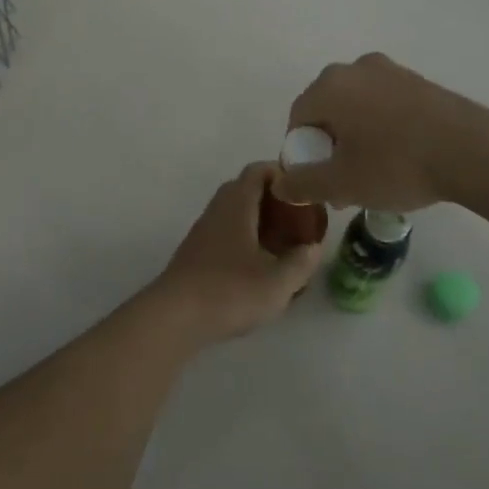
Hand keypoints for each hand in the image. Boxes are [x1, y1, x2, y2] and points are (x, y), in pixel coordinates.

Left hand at [153, 163, 322, 341]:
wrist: (174, 317)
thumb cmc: (229, 292)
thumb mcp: (277, 282)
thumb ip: (301, 262)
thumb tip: (314, 248)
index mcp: (237, 204)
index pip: (259, 171)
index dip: (283, 174)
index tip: (305, 191)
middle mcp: (217, 210)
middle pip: (247, 191)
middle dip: (275, 201)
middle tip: (300, 220)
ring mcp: (203, 232)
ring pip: (236, 214)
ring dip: (260, 223)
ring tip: (285, 246)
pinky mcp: (196, 254)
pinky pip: (227, 234)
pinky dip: (246, 241)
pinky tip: (260, 268)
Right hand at [274, 52, 488, 210]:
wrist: (473, 151)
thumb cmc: (396, 165)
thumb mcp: (341, 184)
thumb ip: (302, 183)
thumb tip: (280, 184)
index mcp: (329, 87)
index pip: (298, 120)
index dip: (302, 155)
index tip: (319, 183)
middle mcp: (355, 69)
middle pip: (327, 112)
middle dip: (329, 148)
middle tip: (344, 183)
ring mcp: (390, 71)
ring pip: (356, 109)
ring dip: (356, 140)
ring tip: (374, 175)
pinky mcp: (418, 81)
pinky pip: (384, 105)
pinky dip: (381, 129)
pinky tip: (400, 158)